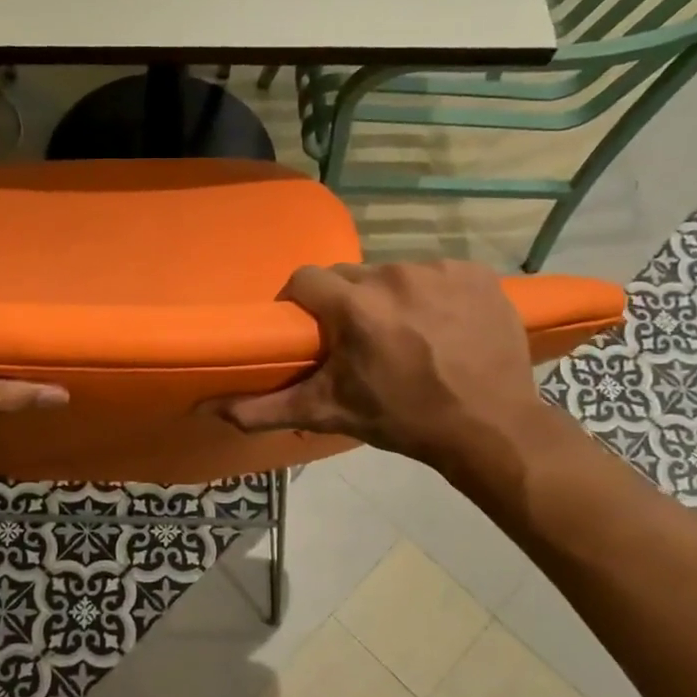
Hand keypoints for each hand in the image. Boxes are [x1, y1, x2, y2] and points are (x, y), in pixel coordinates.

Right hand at [215, 261, 556, 499]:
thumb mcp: (328, 413)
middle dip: (346, 304)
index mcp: (355, 306)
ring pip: (392, 274)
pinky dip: (431, 295)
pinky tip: (441, 328)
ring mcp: (440, 270)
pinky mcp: (476, 273)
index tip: (309, 330)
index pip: (305, 279)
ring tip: (404, 337)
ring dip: (388, 299)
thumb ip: (264, 409)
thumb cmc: (402, 419)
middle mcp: (394, 275)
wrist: (489, 427)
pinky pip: (435, 274)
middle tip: (357, 342)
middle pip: (350, 276)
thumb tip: (207, 408)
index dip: (300, 303)